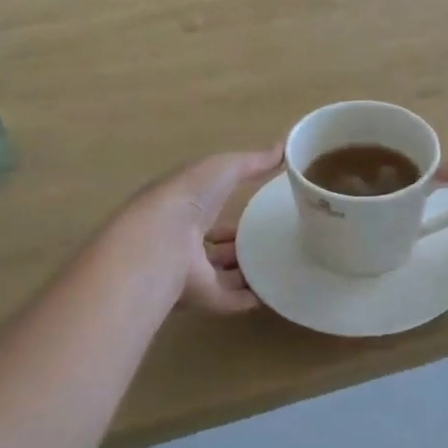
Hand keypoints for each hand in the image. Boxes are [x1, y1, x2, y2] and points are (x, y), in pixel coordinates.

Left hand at [134, 146, 282, 313]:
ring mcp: (193, 273)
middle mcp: (185, 242)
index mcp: (185, 208)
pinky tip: (277, 292)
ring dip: (248, 272)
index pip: (209, 210)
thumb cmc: (190, 196)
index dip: (230, 209)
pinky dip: (253, 298)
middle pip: (216, 247)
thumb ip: (252, 161)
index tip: (259, 209)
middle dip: (240, 244)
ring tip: (283, 266)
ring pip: (224, 275)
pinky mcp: (204, 298)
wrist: (164, 239)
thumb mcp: (224, 168)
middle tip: (275, 242)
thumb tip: (283, 147)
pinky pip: (232, 300)